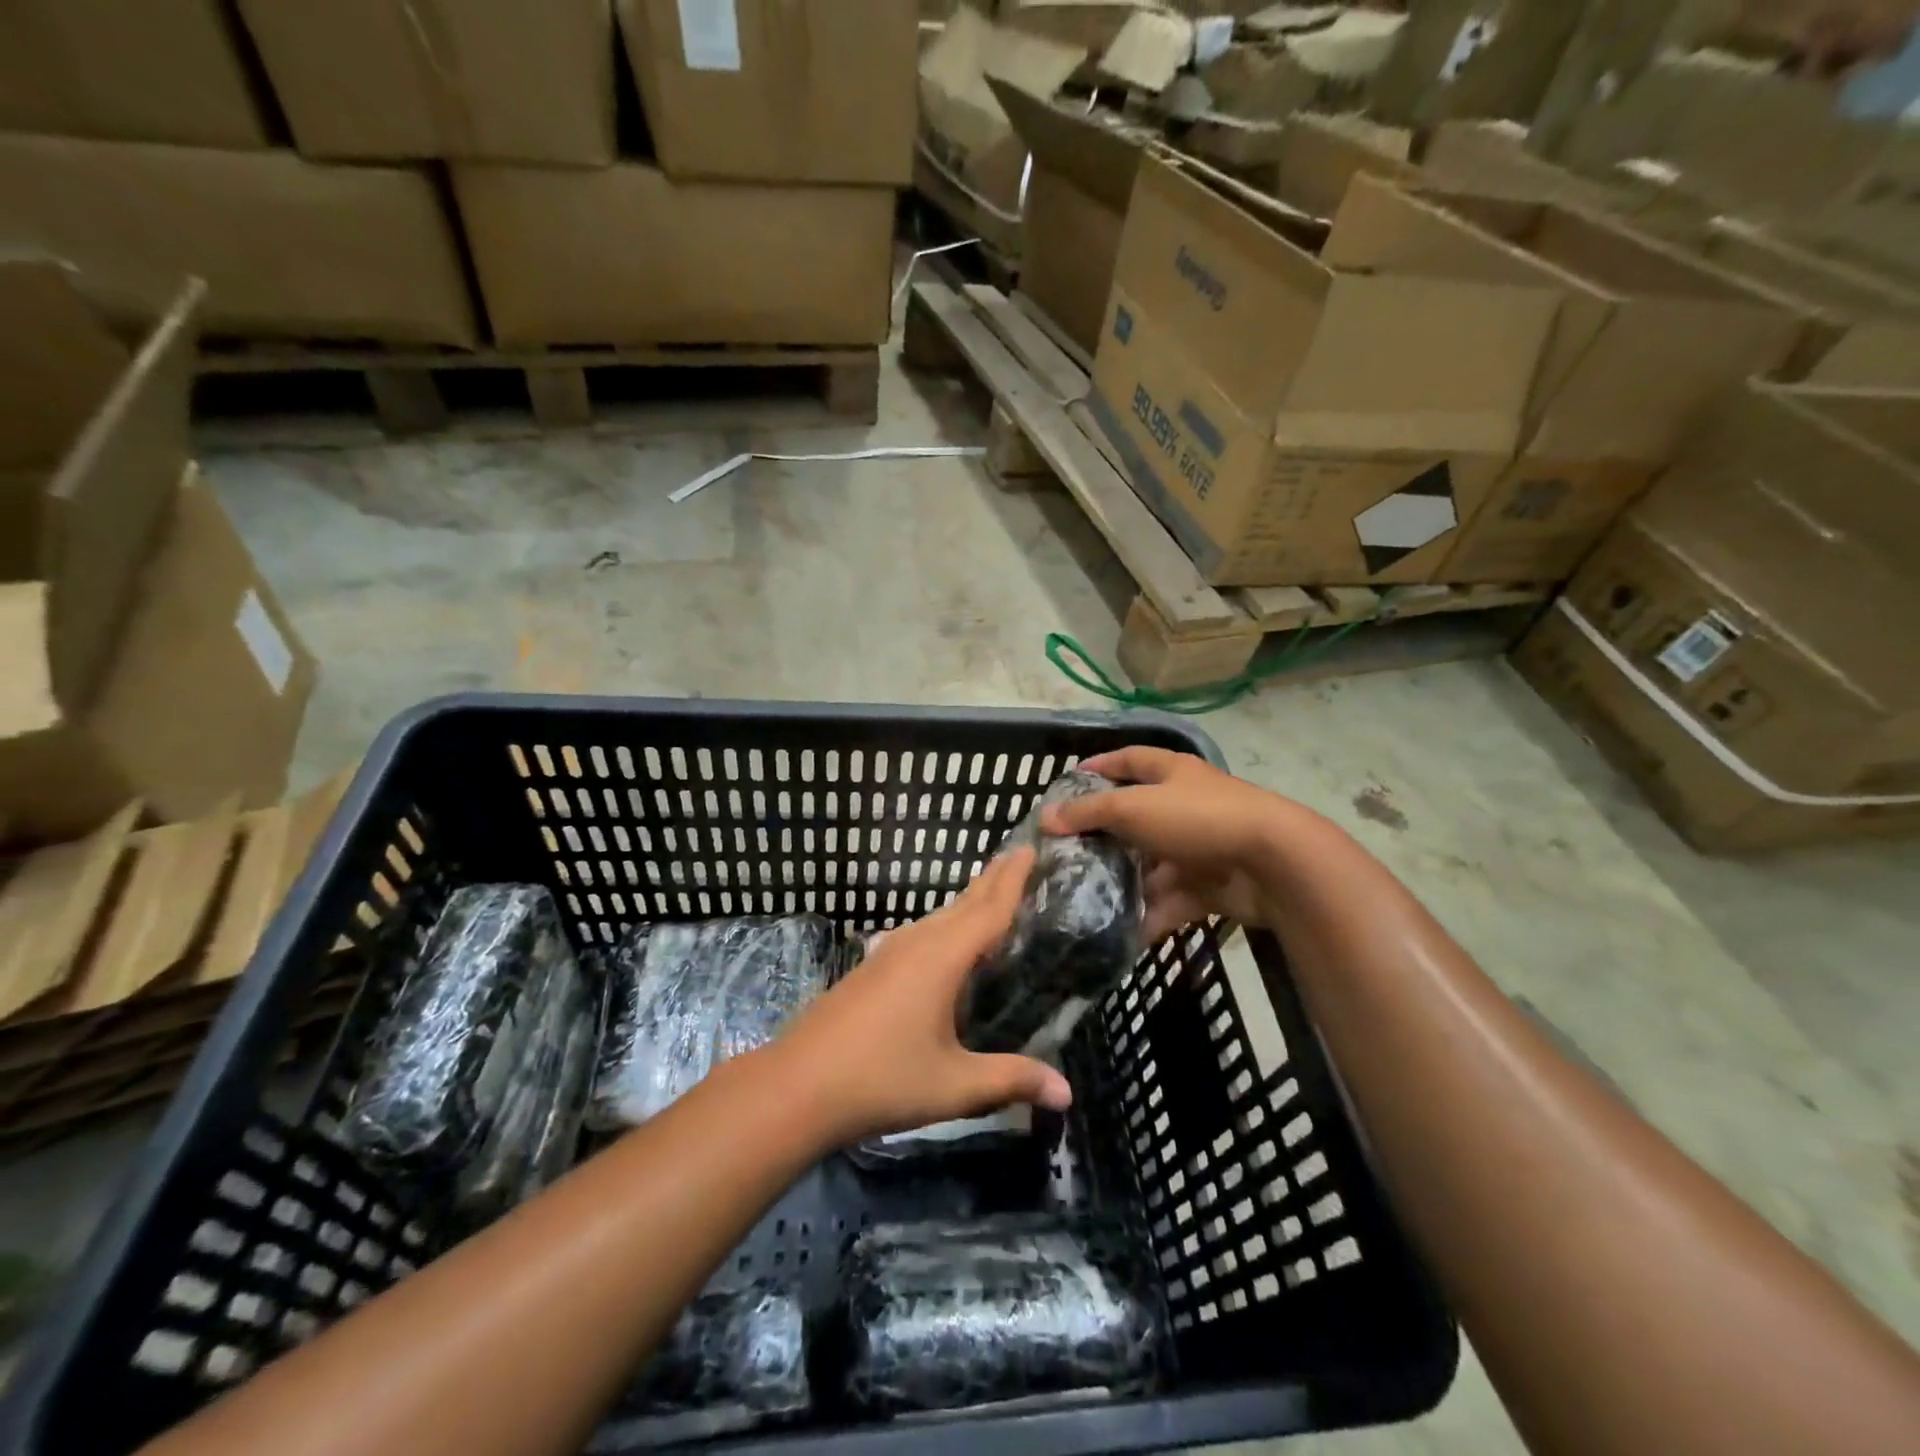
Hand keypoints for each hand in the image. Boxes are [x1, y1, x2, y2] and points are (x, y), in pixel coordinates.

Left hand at [771, 848, 1071, 1143]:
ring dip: (967, 902)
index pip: (989, 909)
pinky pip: (921, 933)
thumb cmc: (882, 1079)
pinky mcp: (872, 968)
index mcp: (942, 957)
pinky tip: (944, 943)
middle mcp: (917, 943)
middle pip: (963, 903)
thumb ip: (1011, 1079)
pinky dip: (946, 925)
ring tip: (989, 893)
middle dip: (992, 880)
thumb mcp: (954, 1085)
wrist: (798, 1085)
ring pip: (939, 917)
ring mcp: (889, 953)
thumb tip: (1068, 1092)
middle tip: (1018, 856)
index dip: (1013, 880)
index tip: (1030, 847)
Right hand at [1042, 746, 1306, 942]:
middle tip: (1067, 853)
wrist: (1273, 862)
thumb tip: (1046, 817)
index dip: (1101, 765)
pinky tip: (1121, 932)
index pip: (1130, 759)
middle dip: (1104, 835)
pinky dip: (1150, 914)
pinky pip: (1172, 899)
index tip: (1070, 779)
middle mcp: (1185, 805)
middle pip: (1137, 816)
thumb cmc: (1197, 819)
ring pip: (1152, 863)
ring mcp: (1200, 846)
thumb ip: (1088, 812)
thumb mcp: (1133, 808)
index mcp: (1171, 773)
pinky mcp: (1212, 884)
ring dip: (1125, 881)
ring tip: (1085, 900)